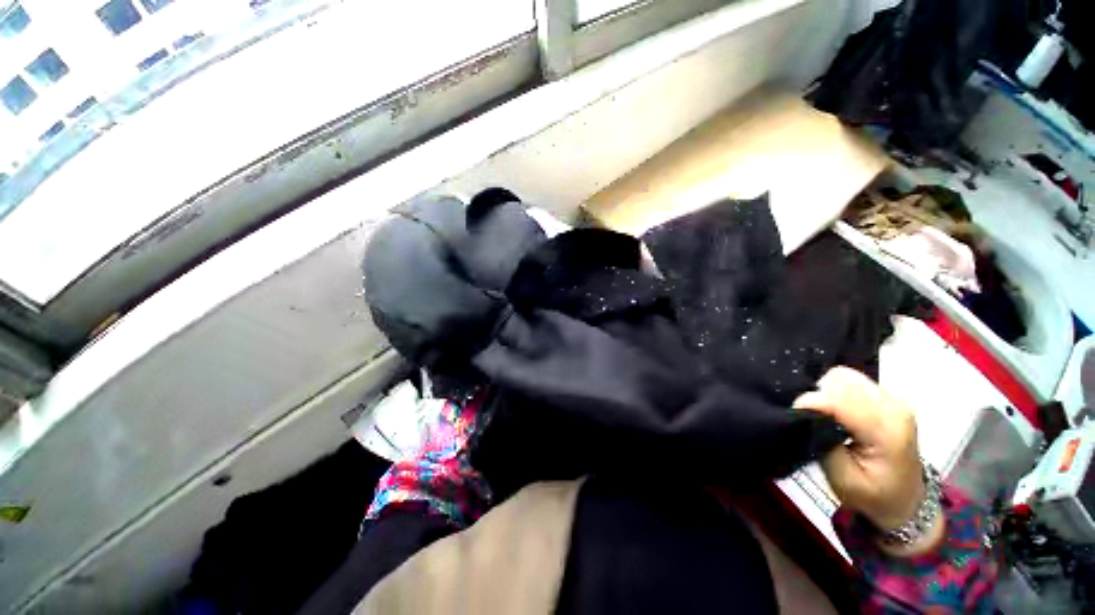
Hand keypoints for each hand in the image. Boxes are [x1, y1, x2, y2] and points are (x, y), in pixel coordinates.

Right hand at [793, 367, 925, 533]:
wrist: (905, 499)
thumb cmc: (872, 495)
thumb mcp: (842, 479)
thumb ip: (823, 442)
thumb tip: (805, 413)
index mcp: (887, 432)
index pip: (840, 400)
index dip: (809, 402)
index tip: (793, 415)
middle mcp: (894, 407)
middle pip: (841, 380)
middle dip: (819, 395)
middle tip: (811, 418)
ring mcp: (894, 399)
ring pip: (844, 376)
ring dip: (827, 391)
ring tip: (825, 415)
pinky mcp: (887, 396)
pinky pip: (852, 380)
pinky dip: (836, 391)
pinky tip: (838, 411)